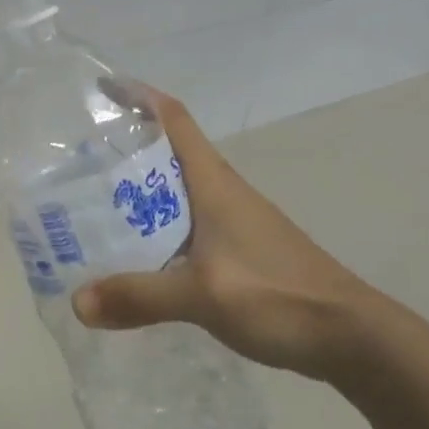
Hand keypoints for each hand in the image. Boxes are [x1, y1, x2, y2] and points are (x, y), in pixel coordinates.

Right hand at [71, 89, 401, 387]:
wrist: (353, 337)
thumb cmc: (280, 297)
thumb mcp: (203, 296)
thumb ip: (140, 297)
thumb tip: (77, 303)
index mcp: (214, 185)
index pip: (175, 120)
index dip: (139, 98)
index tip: (102, 90)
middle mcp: (221, 194)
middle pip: (167, 155)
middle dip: (122, 151)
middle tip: (75, 163)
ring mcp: (232, 223)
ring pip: (173, 194)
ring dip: (135, 193)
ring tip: (90, 207)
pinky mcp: (237, 252)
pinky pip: (182, 227)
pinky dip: (152, 230)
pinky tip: (132, 256)